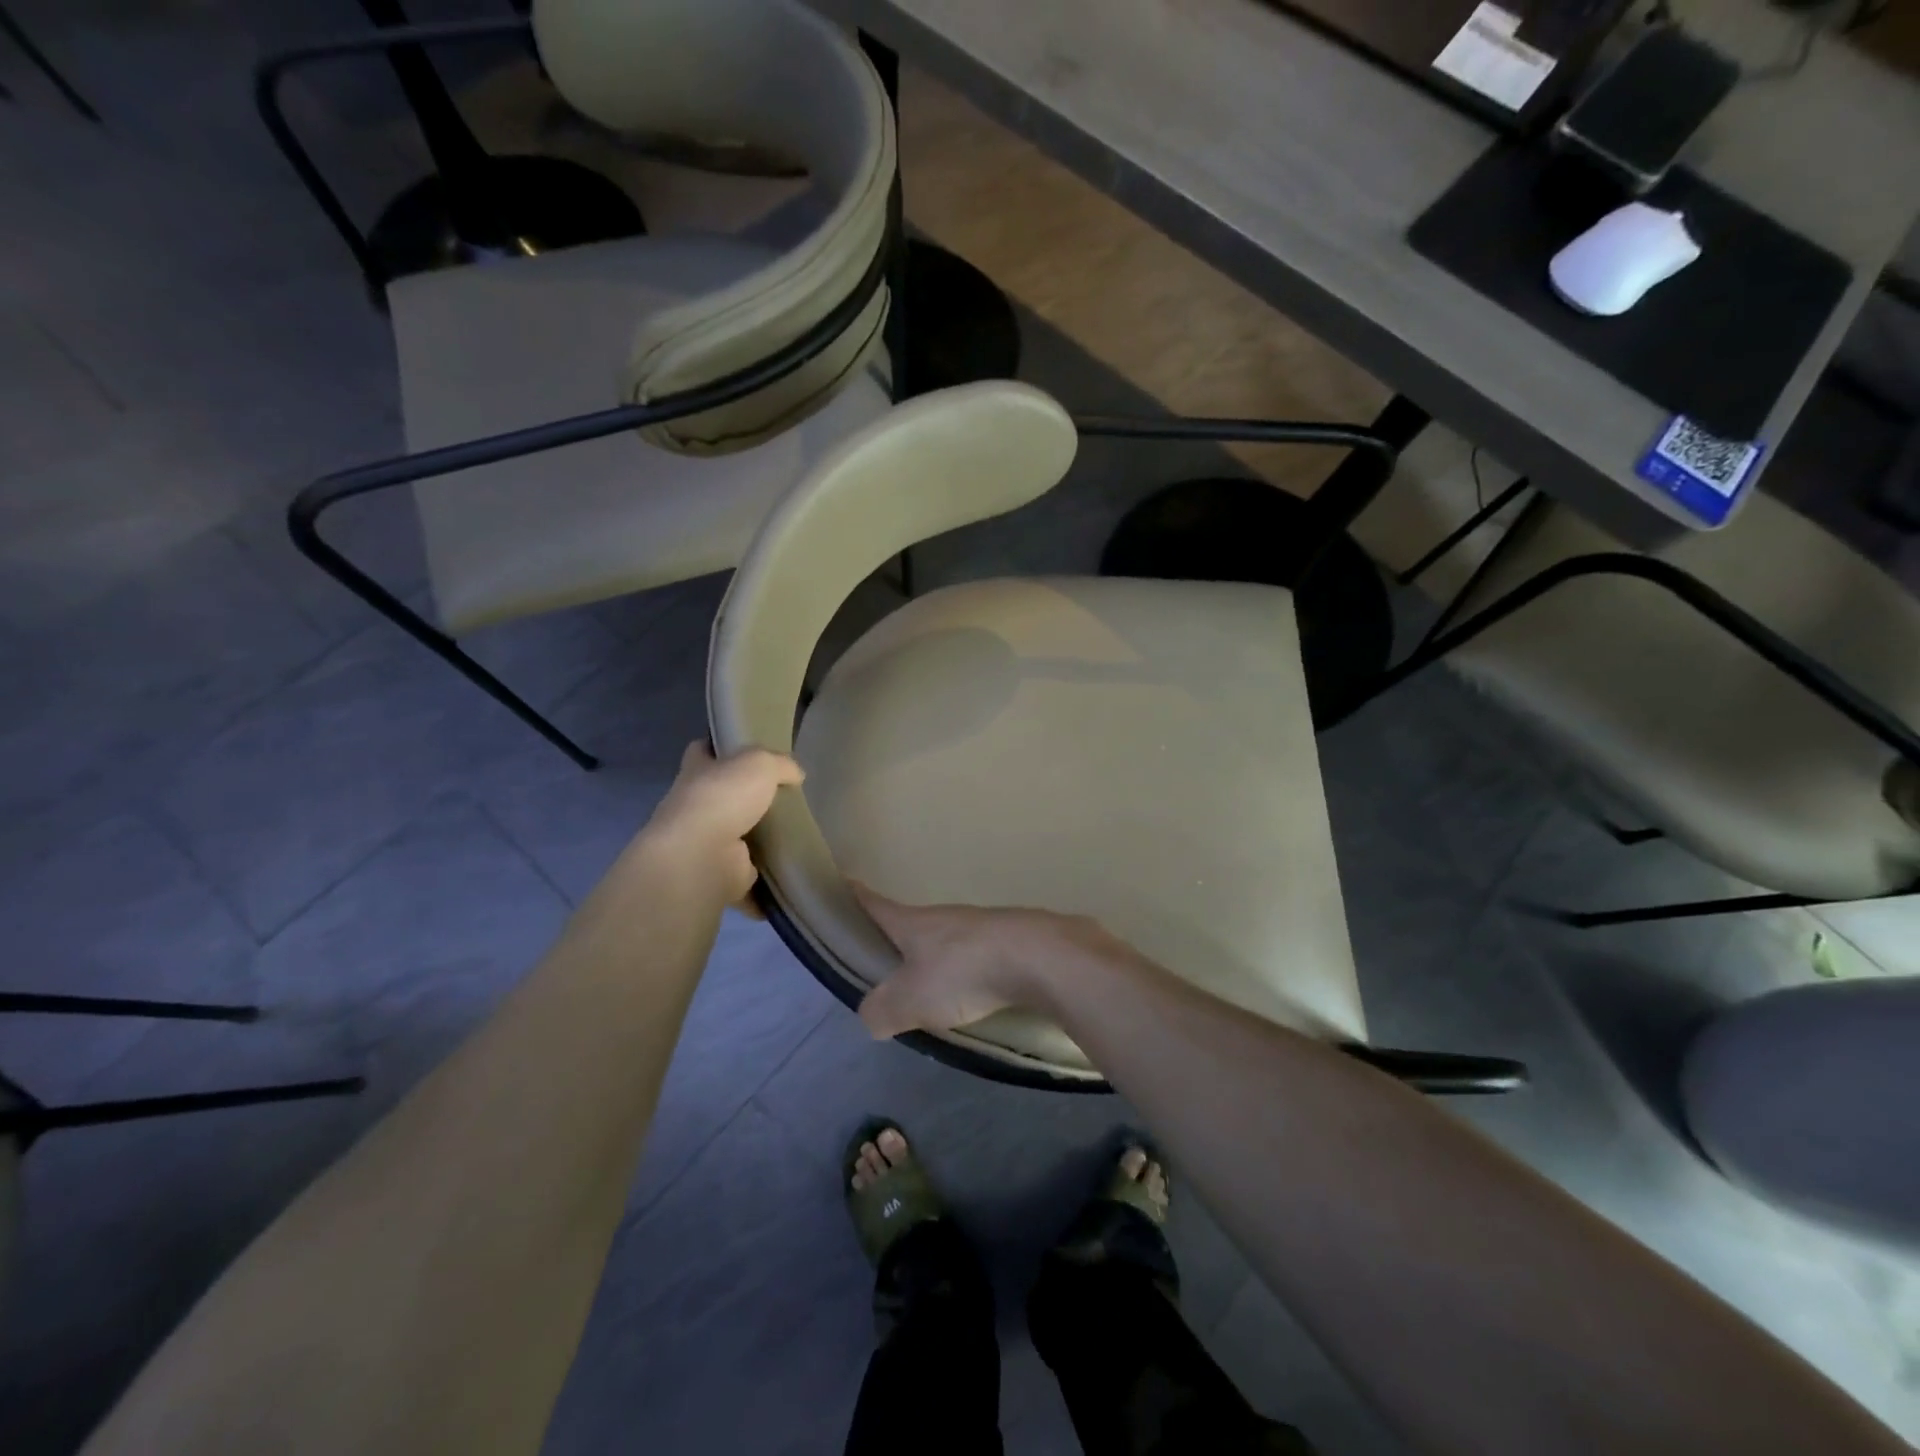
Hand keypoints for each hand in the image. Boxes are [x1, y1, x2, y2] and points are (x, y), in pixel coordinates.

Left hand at [639, 742, 803, 911]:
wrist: (702, 856)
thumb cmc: (723, 798)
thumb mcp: (759, 763)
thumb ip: (780, 764)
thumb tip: (796, 774)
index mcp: (697, 772)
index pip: (701, 751)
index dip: (719, 748)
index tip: (743, 751)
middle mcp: (695, 807)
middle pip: (721, 797)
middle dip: (745, 798)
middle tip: (784, 797)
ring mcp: (705, 845)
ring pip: (736, 838)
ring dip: (757, 842)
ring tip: (795, 837)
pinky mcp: (721, 876)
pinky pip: (749, 879)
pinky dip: (765, 884)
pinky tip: (790, 876)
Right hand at [854, 885, 1096, 1039]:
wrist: (1040, 958)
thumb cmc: (964, 971)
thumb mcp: (911, 999)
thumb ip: (882, 1009)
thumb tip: (870, 1015)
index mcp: (912, 922)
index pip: (874, 904)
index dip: (853, 895)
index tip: (840, 882)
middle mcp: (944, 916)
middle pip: (910, 923)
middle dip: (894, 937)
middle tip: (880, 961)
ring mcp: (979, 925)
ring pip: (945, 940)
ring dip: (933, 958)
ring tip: (928, 988)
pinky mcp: (1010, 940)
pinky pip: (976, 955)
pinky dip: (966, 971)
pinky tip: (971, 993)